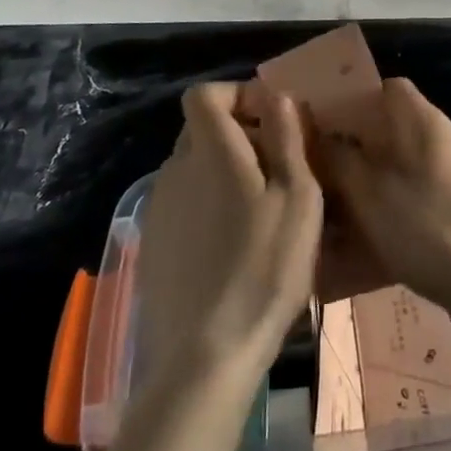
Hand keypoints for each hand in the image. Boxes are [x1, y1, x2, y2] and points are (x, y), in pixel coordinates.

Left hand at [134, 81, 322, 388]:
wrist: (205, 356)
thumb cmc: (264, 267)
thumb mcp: (298, 198)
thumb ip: (287, 139)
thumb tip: (277, 96)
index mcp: (210, 151)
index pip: (204, 95)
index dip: (235, 94)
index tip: (270, 118)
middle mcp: (176, 170)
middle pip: (200, 129)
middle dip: (237, 133)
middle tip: (276, 167)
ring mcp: (158, 208)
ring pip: (193, 168)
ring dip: (223, 171)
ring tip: (259, 210)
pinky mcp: (152, 244)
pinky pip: (183, 202)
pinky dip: (207, 204)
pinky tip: (232, 245)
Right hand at [312, 78, 450, 322]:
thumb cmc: (426, 225)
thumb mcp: (368, 191)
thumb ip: (337, 158)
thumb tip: (316, 135)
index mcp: (422, 120)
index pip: (385, 88)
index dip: (351, 100)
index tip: (321, 123)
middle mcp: (442, 139)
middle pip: (389, 131)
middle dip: (353, 150)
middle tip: (318, 173)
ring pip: (400, 170)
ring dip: (369, 186)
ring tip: (334, 213)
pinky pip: (416, 201)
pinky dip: (391, 213)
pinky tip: (366, 247)